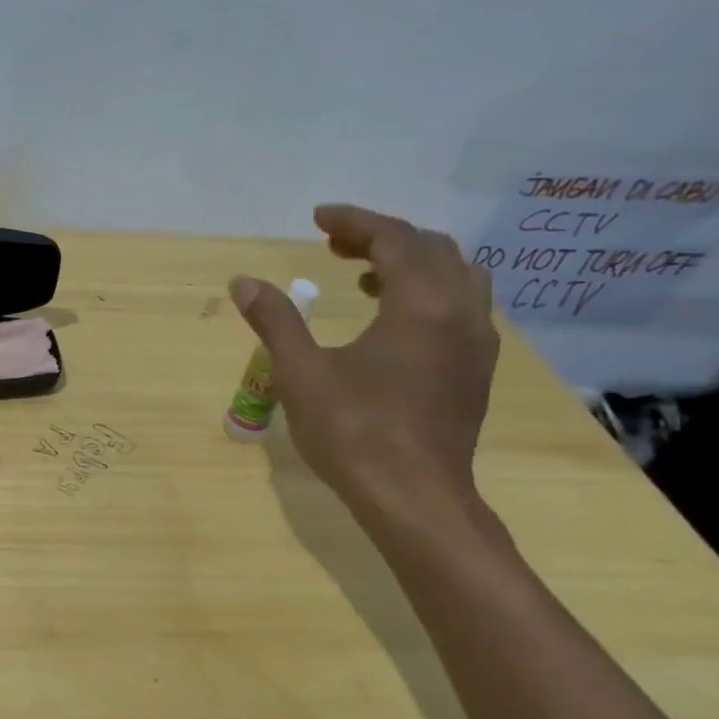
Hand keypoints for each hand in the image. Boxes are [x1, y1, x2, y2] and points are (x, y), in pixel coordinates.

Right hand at [231, 204, 497, 513]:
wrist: (415, 500)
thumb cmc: (354, 433)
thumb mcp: (301, 373)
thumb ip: (275, 321)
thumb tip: (243, 282)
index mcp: (420, 305)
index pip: (394, 238)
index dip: (354, 221)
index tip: (317, 218)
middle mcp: (459, 313)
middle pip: (431, 249)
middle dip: (382, 237)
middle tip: (334, 246)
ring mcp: (475, 343)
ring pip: (456, 276)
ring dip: (411, 263)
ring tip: (364, 276)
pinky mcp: (475, 371)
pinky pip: (461, 307)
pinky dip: (428, 292)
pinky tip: (393, 320)